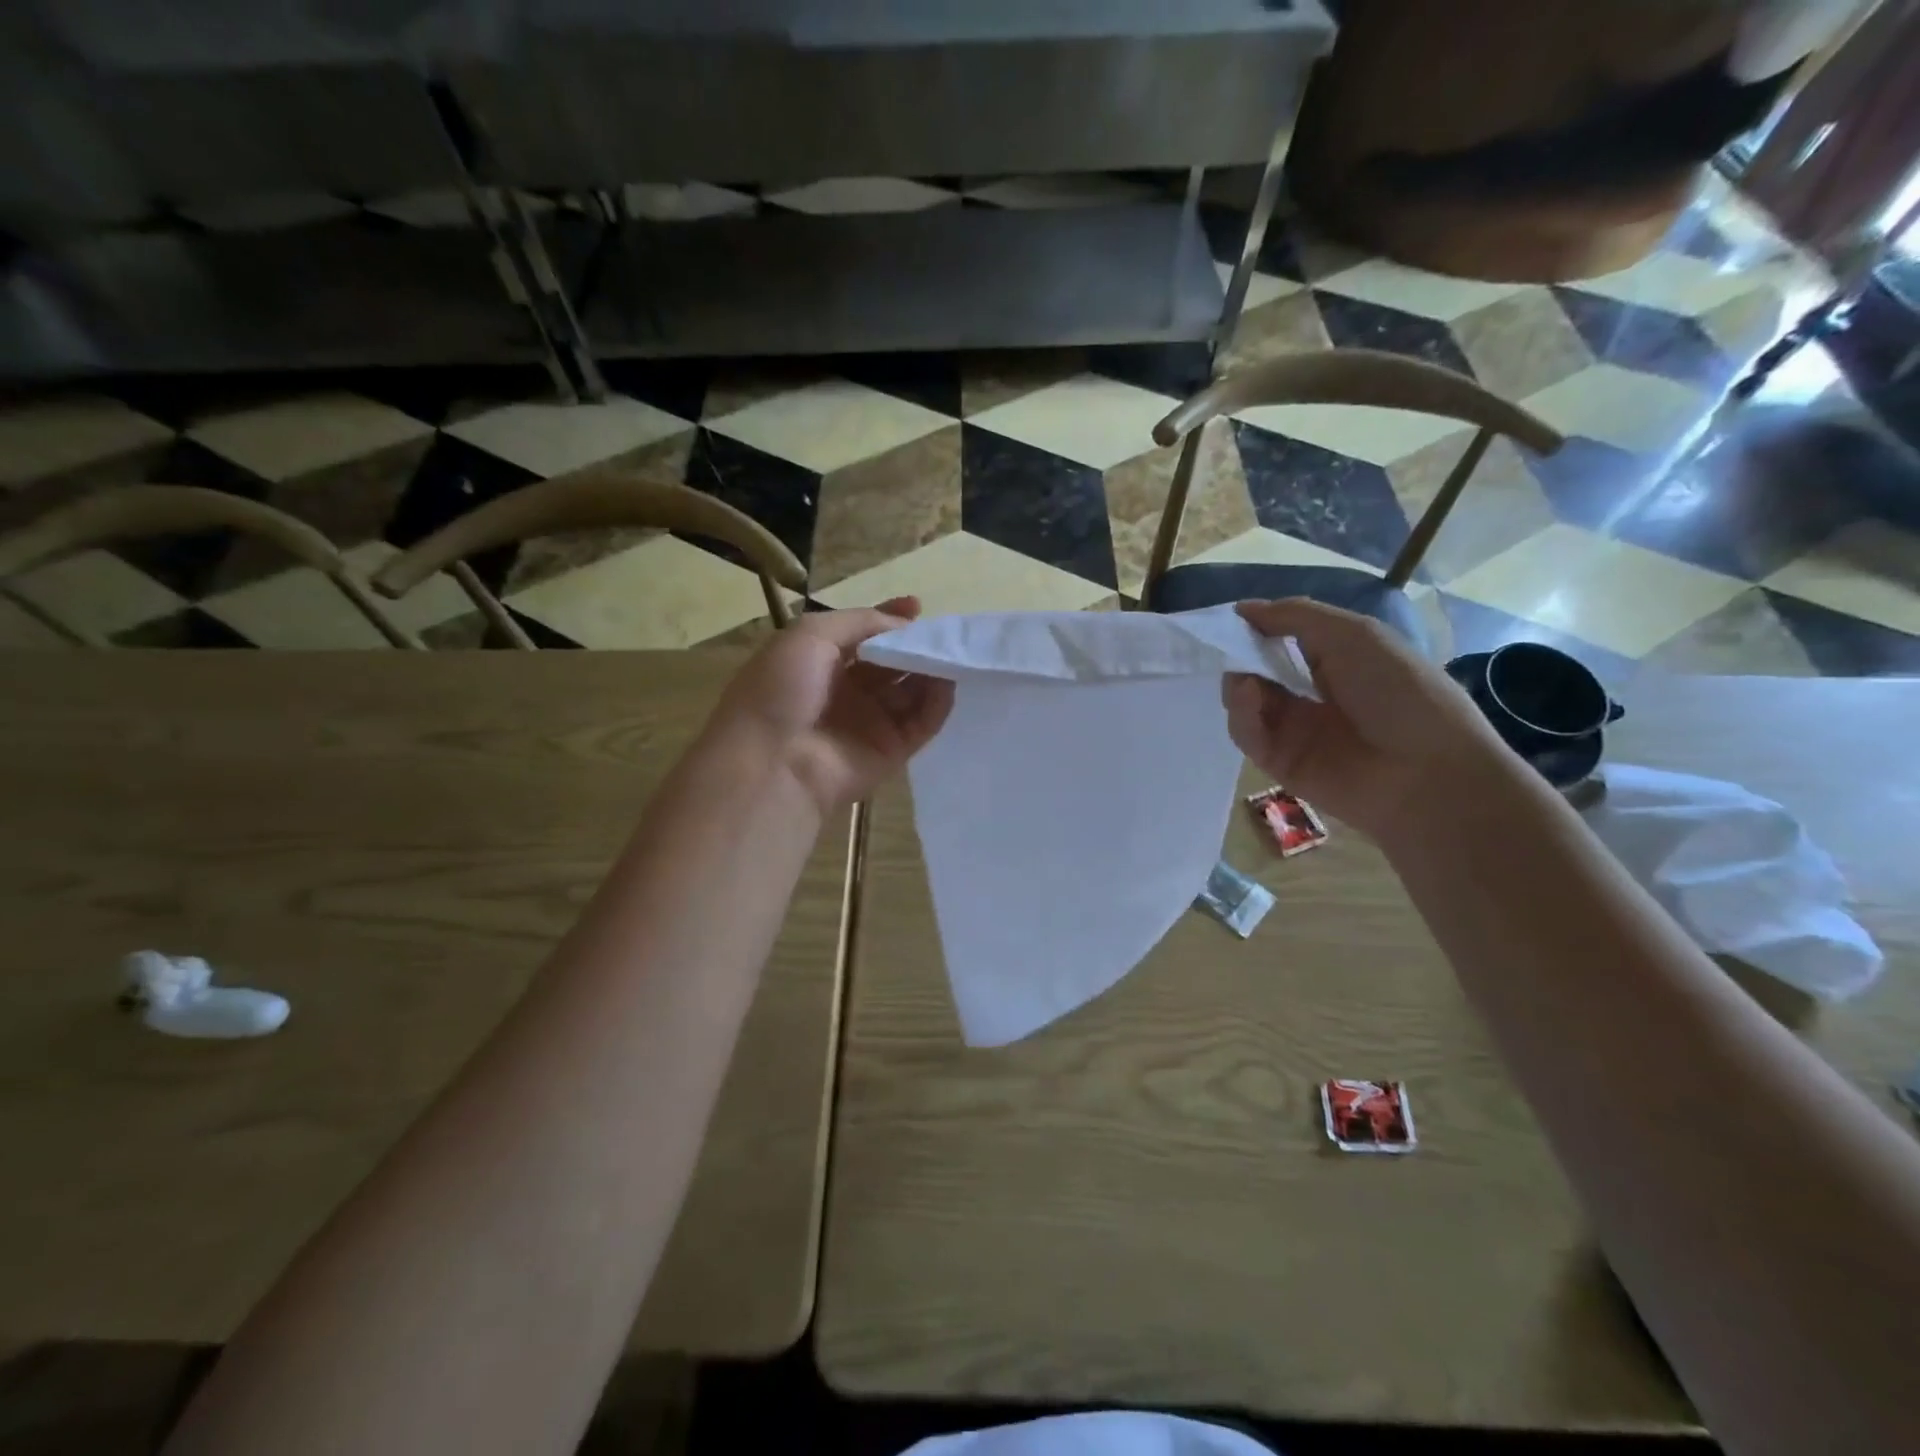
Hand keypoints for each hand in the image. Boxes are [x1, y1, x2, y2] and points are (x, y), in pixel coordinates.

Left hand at [712, 597, 954, 814]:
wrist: (772, 763)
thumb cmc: (782, 689)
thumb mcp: (810, 635)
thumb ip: (859, 622)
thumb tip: (904, 624)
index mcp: (819, 661)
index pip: (863, 635)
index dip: (889, 620)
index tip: (917, 607)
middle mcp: (846, 691)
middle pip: (892, 662)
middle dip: (915, 645)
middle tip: (942, 632)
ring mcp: (870, 722)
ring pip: (911, 691)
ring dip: (932, 671)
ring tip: (952, 653)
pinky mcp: (891, 751)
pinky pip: (922, 723)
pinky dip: (937, 703)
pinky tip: (948, 683)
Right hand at [1224, 599, 1514, 840]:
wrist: (1425, 772)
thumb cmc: (1399, 691)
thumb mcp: (1353, 634)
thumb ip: (1295, 617)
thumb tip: (1242, 609)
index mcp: (1337, 660)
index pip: (1283, 639)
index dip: (1257, 627)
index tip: (1233, 618)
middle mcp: (1312, 693)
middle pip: (1257, 670)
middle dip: (1241, 656)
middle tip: (1229, 649)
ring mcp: (1294, 729)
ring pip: (1246, 701)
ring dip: (1239, 685)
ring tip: (1247, 682)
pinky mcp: (1279, 762)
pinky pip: (1247, 734)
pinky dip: (1242, 714)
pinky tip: (1250, 699)